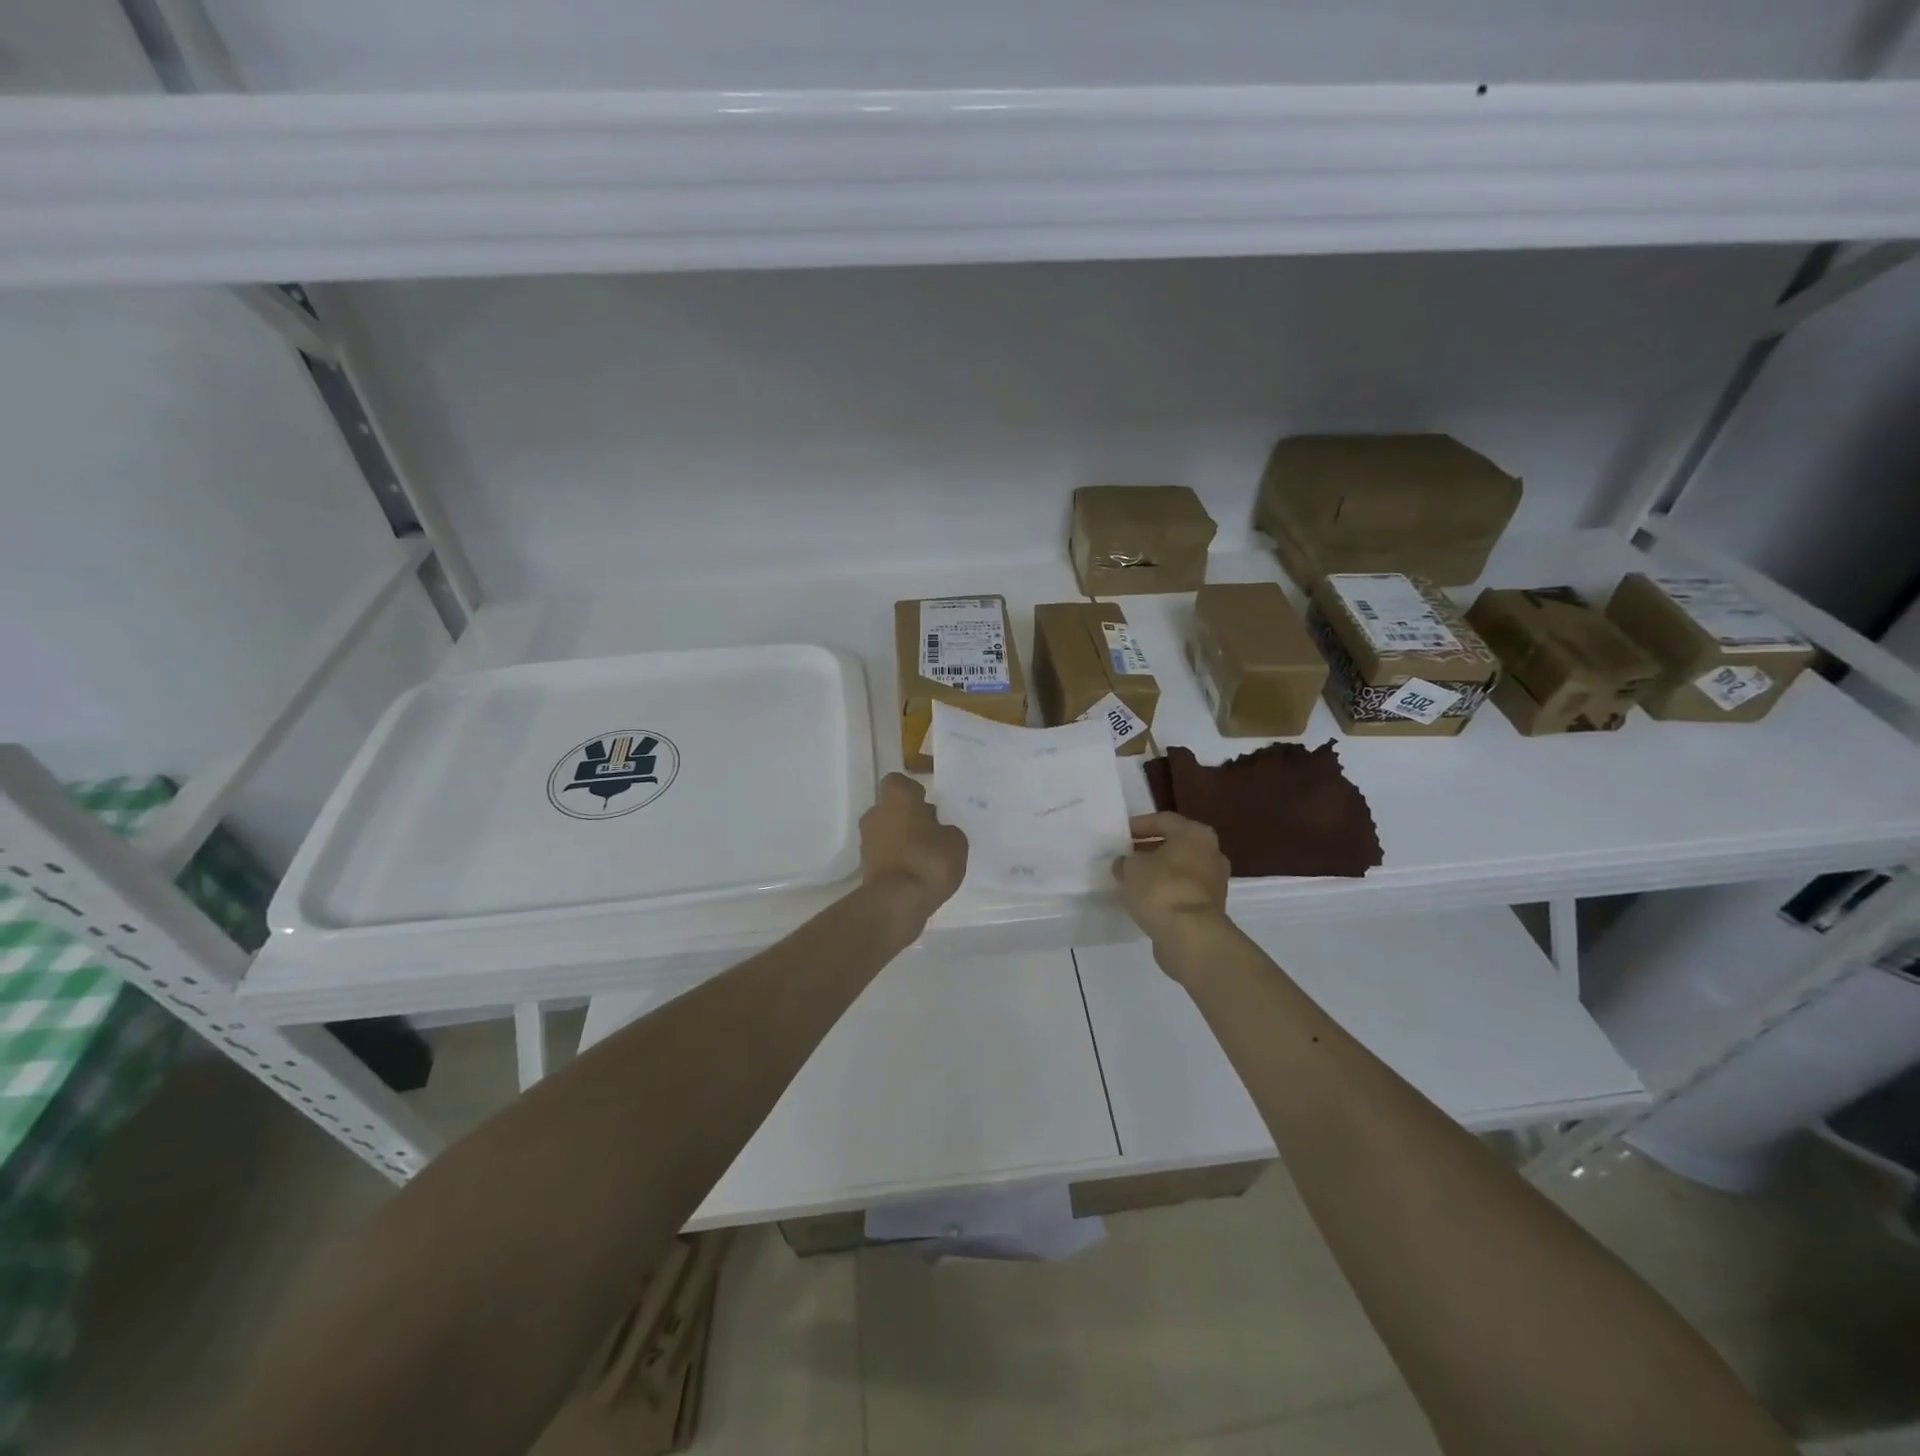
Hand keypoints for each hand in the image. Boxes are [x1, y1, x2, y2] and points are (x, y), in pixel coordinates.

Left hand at [859, 774, 967, 923]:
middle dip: (910, 817)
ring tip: (928, 858)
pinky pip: (886, 854)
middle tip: (933, 833)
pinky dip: (899, 859)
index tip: (929, 805)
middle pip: (894, 808)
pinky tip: (917, 873)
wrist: (896, 903)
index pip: (900, 782)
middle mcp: (876, 813)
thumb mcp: (956, 842)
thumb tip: (938, 832)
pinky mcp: (865, 865)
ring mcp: (867, 840)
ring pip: (888, 831)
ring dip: (904, 839)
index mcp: (897, 798)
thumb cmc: (928, 861)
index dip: (914, 792)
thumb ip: (948, 830)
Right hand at [1113, 812, 1230, 949]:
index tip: (1121, 834)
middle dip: (1151, 849)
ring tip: (1134, 878)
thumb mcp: (1131, 868)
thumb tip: (1125, 863)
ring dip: (1160, 871)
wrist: (1190, 936)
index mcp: (1195, 834)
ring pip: (1181, 869)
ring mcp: (1215, 881)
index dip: (1139, 825)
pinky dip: (1167, 891)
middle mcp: (1211, 852)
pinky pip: (1183, 891)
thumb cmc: (1161, 889)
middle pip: (1176, 844)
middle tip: (1127, 855)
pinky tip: (1146, 899)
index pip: (1163, 820)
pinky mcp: (1211, 907)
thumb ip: (1126, 861)